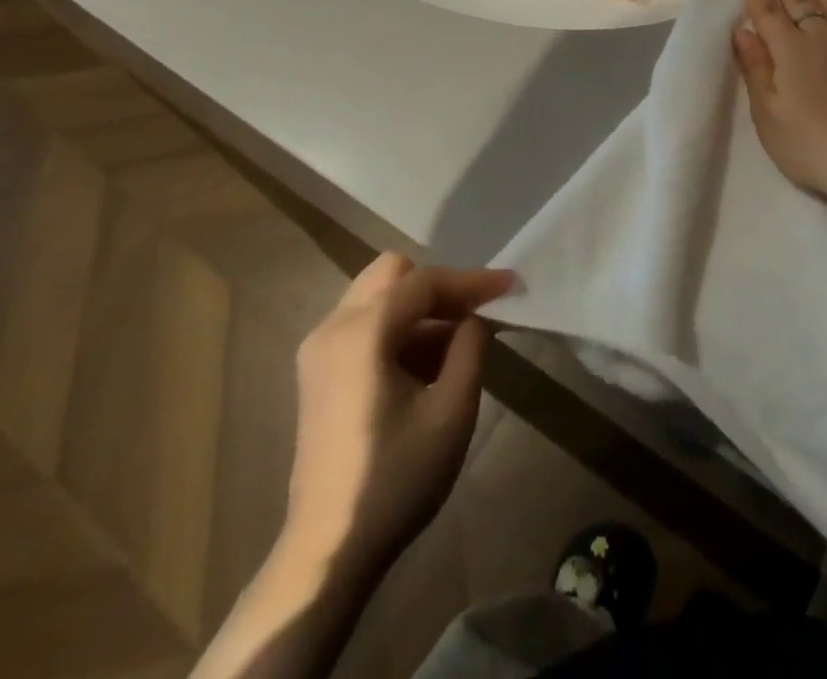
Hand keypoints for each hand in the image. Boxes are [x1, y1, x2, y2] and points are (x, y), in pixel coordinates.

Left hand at [285, 254, 514, 576]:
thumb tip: (473, 319)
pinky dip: (397, 329)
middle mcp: (332, 327)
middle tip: (474, 314)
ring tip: (455, 346)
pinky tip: (423, 366)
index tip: (510, 284)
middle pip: (393, 274)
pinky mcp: (316, 372)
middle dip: (439, 287)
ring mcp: (318, 349)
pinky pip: (364, 324)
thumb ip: (470, 349)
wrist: (328, 551)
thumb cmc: (395, 480)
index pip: (425, 281)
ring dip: (419, 309)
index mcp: (362, 331)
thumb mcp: (452, 412)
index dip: (471, 280)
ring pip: (378, 297)